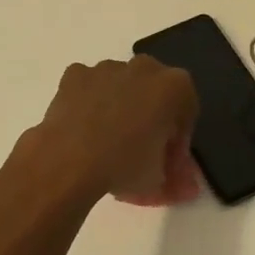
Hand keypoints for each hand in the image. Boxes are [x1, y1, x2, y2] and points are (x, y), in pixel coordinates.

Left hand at [20, 56, 199, 205]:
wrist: (68, 162)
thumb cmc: (124, 165)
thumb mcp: (159, 179)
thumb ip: (177, 178)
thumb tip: (186, 187)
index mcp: (174, 86)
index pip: (186, 111)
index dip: (178, 138)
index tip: (167, 161)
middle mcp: (144, 67)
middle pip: (155, 91)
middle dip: (151, 114)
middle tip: (141, 148)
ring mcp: (107, 68)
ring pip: (121, 84)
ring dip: (121, 105)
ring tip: (108, 141)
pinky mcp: (75, 75)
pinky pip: (90, 86)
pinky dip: (89, 101)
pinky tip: (83, 128)